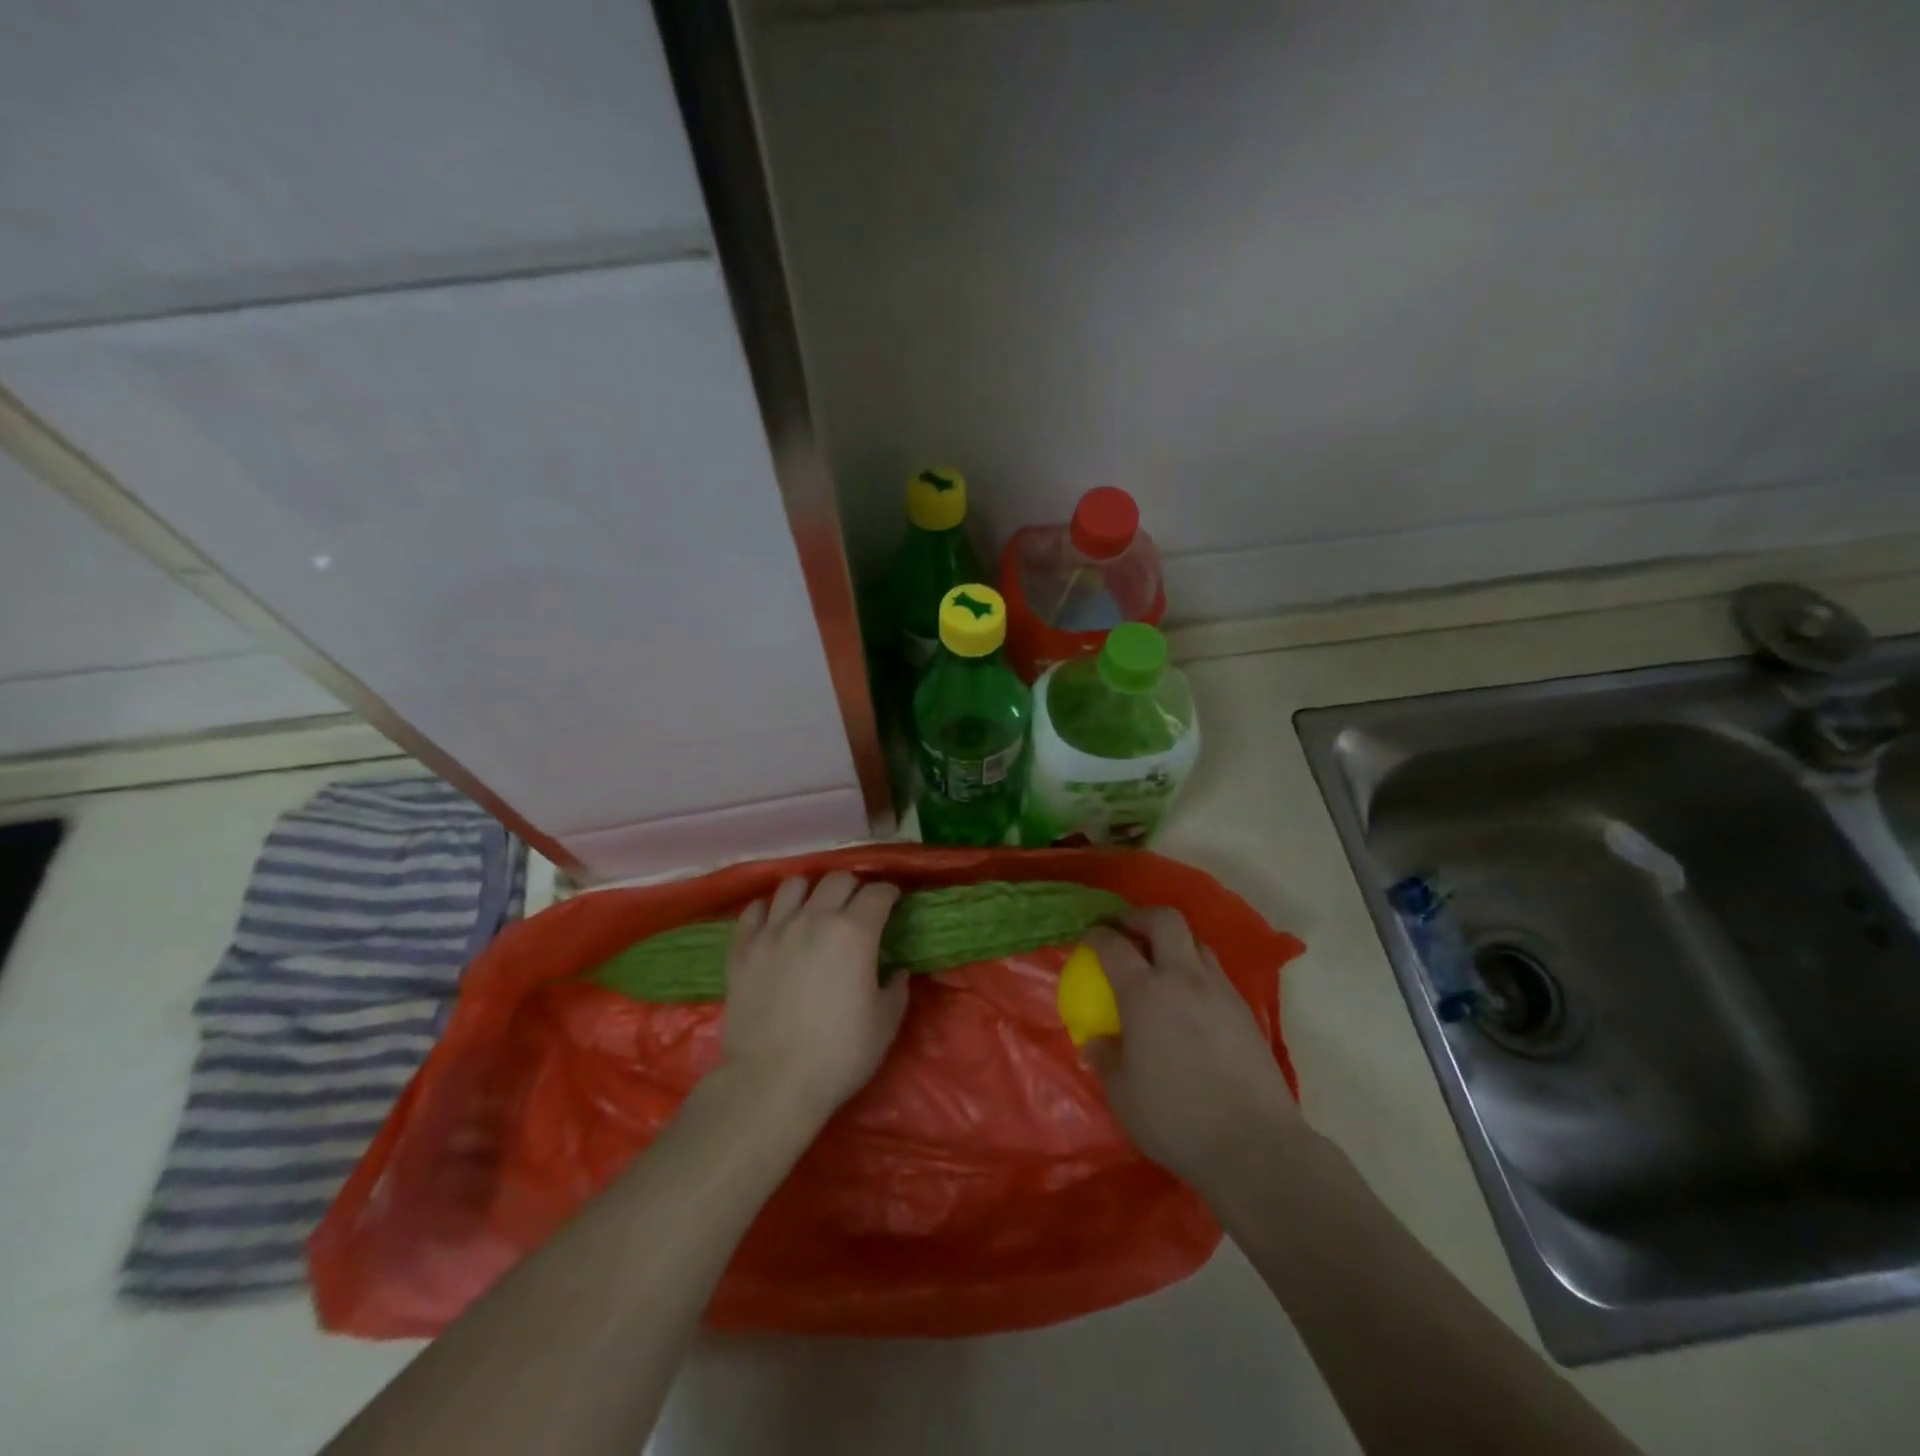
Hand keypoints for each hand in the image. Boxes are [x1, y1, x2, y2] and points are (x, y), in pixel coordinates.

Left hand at [720, 872, 906, 1125]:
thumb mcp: (885, 1024)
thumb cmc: (839, 1054)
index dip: (889, 893)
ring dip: (810, 890)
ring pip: (793, 884)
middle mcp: (813, 919)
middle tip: (858, 906)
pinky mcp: (743, 949)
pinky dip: (768, 909)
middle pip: (837, 878)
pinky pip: (754, 910)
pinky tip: (775, 922)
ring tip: (814, 907)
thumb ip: (896, 989)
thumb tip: (897, 971)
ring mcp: (773, 931)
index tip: (893, 902)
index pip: (877, 892)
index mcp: (854, 932)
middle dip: (854, 886)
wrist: (771, 1083)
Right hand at [1081, 908, 1301, 1192]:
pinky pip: (1216, 973)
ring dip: (1174, 944)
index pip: (1113, 944)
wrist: (1254, 1145)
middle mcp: (1183, 979)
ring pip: (1197, 942)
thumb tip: (1097, 1040)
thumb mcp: (1123, 1094)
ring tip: (1162, 966)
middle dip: (1141, 918)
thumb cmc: (1176, 1119)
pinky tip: (1191, 1003)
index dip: (1096, 935)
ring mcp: (1220, 991)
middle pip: (1165, 920)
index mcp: (1144, 993)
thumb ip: (1106, 1058)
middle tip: (1126, 933)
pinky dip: (1197, 973)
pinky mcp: (1246, 1011)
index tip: (1087, 938)